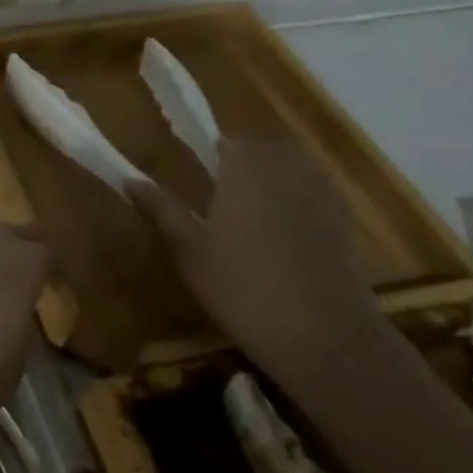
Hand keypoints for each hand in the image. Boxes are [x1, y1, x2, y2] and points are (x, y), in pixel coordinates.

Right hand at [129, 138, 376, 381]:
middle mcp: (284, 166)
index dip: (207, 152)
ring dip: (268, 180)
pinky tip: (279, 235)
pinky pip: (310, 192)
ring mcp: (320, 190)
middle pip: (260, 149)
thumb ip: (161, 209)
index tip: (194, 174)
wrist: (322, 333)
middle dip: (239, 164)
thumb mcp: (188, 251)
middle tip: (217, 197)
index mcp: (243, 166)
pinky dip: (294, 202)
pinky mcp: (342, 218)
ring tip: (247, 215)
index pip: (224, 140)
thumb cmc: (240, 286)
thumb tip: (130, 180)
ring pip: (289, 168)